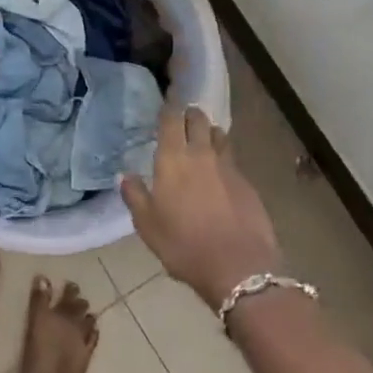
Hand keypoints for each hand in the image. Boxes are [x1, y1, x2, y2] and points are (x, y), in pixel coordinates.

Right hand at [121, 106, 281, 309]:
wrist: (238, 267)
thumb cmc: (183, 245)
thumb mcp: (147, 225)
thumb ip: (134, 195)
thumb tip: (125, 175)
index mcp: (173, 159)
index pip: (171, 120)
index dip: (168, 109)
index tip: (165, 106)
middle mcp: (201, 154)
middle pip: (198, 120)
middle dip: (190, 115)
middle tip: (183, 119)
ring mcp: (228, 166)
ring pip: (219, 135)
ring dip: (209, 132)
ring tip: (203, 139)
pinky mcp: (247, 182)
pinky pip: (232, 159)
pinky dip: (223, 157)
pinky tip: (219, 171)